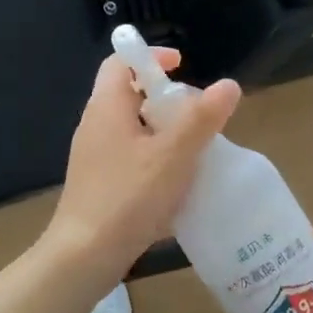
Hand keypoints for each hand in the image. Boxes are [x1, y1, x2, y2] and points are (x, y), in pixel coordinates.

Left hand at [43, 48, 241, 281]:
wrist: (84, 255)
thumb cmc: (129, 197)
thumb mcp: (174, 154)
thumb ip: (202, 118)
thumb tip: (228, 84)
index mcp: (107, 107)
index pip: (121, 62)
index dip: (151, 57)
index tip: (183, 66)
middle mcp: (95, 125)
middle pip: (130, 94)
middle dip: (166, 99)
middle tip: (198, 115)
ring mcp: (94, 156)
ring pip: (132, 129)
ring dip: (163, 131)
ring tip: (195, 149)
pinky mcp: (98, 182)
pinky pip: (129, 156)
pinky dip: (154, 157)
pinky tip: (176, 183)